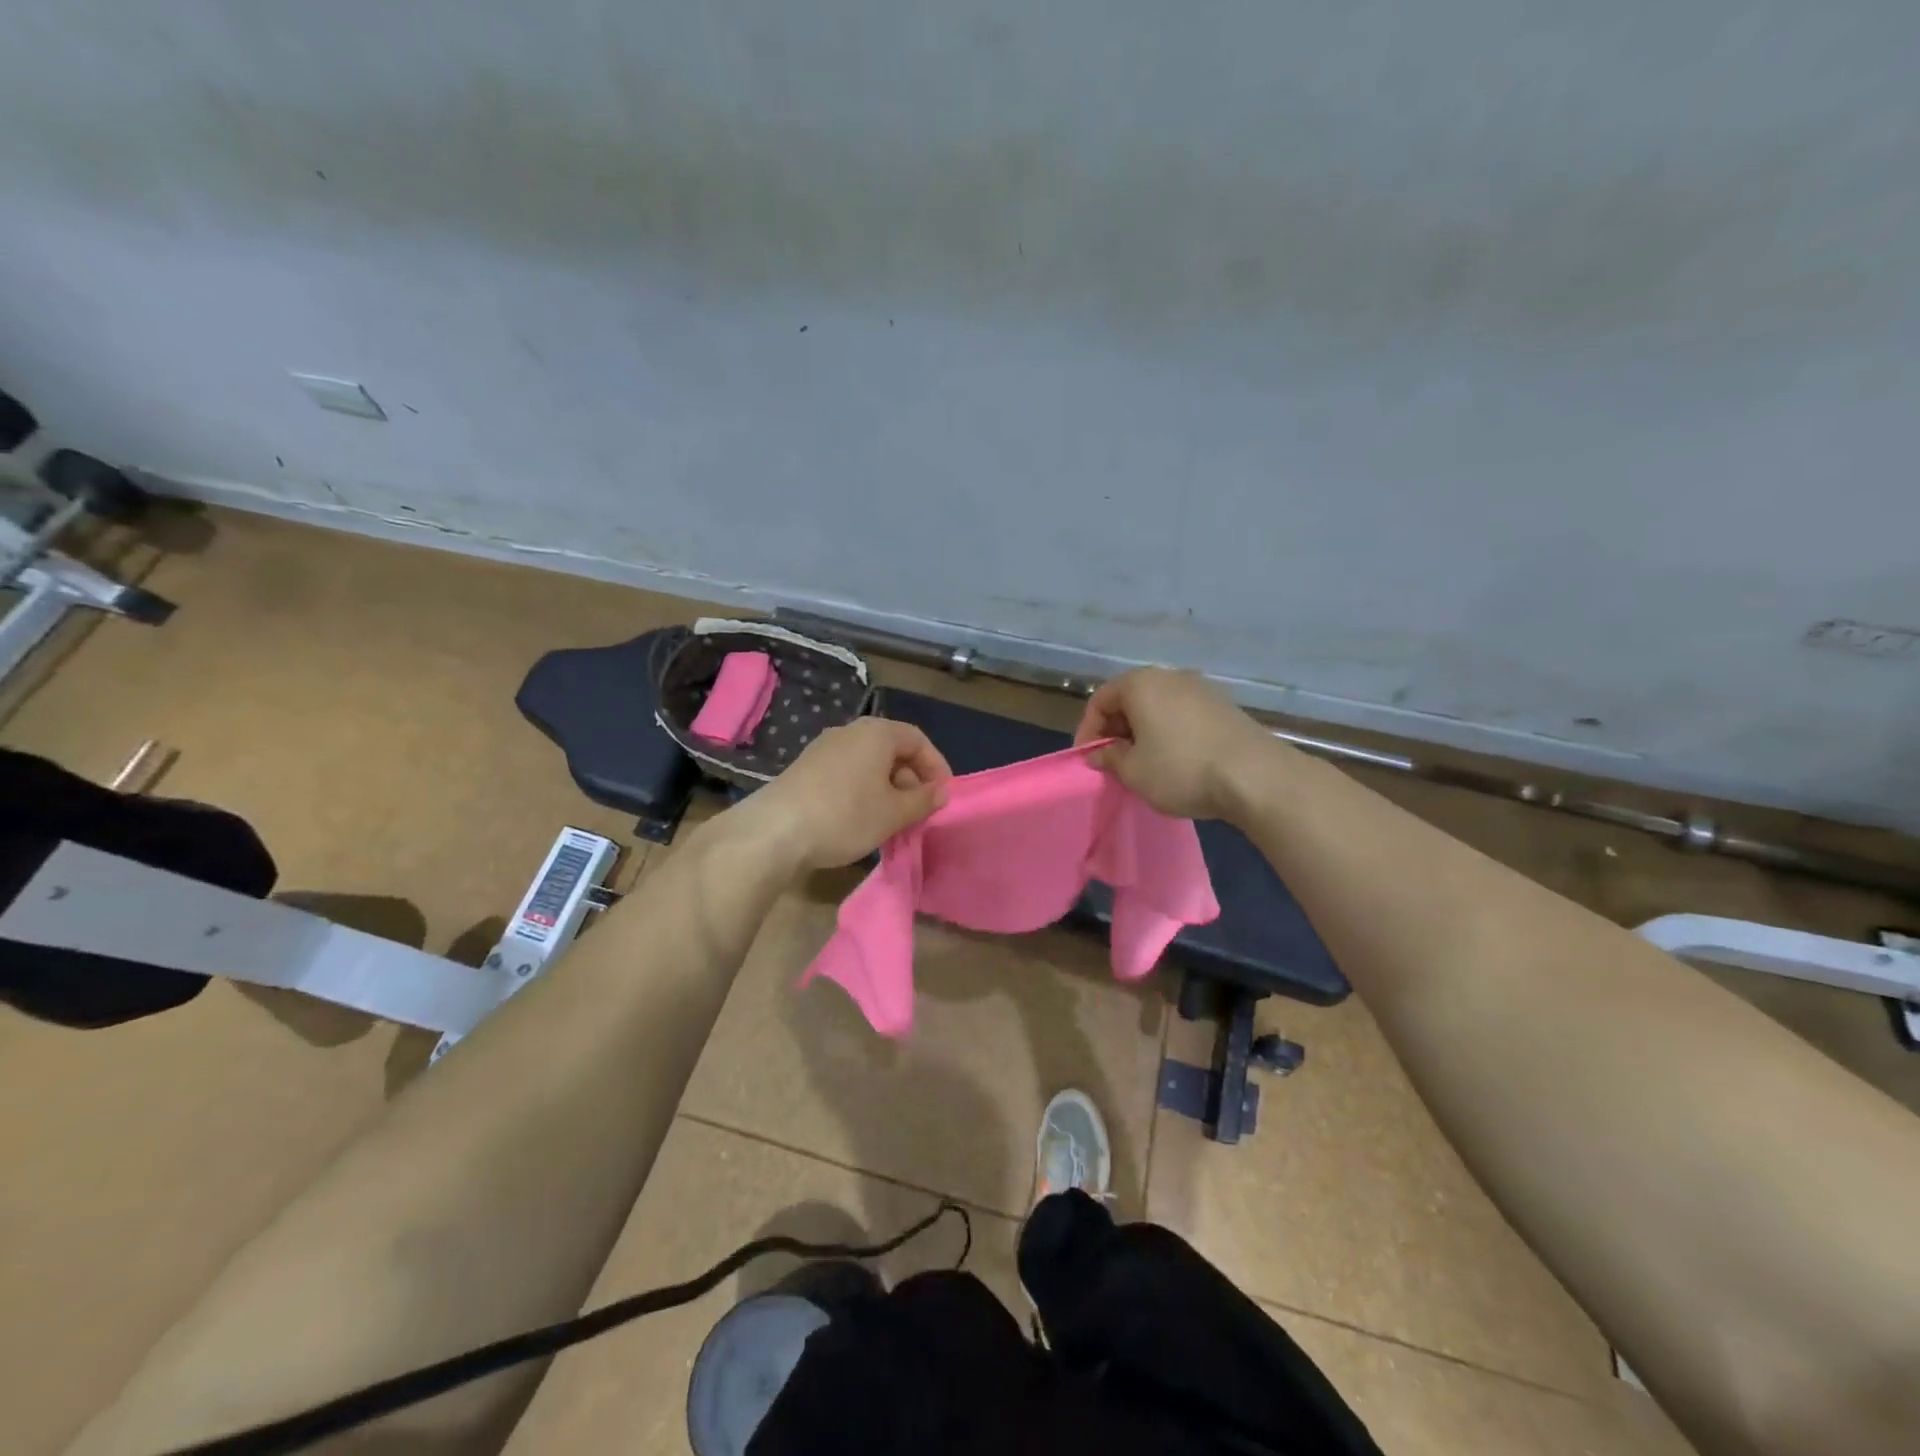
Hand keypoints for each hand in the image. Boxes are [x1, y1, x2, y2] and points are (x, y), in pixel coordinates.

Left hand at [745, 717, 952, 871]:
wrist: (775, 831)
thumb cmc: (846, 815)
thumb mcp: (894, 813)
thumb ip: (923, 800)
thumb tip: (941, 792)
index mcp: (876, 733)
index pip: (918, 739)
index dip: (936, 766)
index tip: (943, 796)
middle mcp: (850, 732)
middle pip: (892, 750)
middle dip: (911, 780)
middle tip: (919, 812)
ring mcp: (823, 749)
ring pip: (868, 764)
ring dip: (887, 789)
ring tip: (892, 821)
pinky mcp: (805, 769)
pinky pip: (847, 774)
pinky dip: (863, 792)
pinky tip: (861, 820)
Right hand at [1073, 668, 1273, 821]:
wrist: (1256, 776)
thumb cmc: (1181, 769)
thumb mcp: (1133, 771)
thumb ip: (1110, 758)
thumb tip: (1100, 753)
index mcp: (1140, 683)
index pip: (1100, 700)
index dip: (1088, 731)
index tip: (1089, 760)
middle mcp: (1170, 676)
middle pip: (1130, 699)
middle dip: (1116, 730)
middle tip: (1114, 762)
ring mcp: (1202, 688)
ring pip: (1158, 707)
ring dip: (1144, 732)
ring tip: (1144, 764)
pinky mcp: (1225, 705)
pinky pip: (1183, 714)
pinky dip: (1170, 732)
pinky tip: (1175, 760)